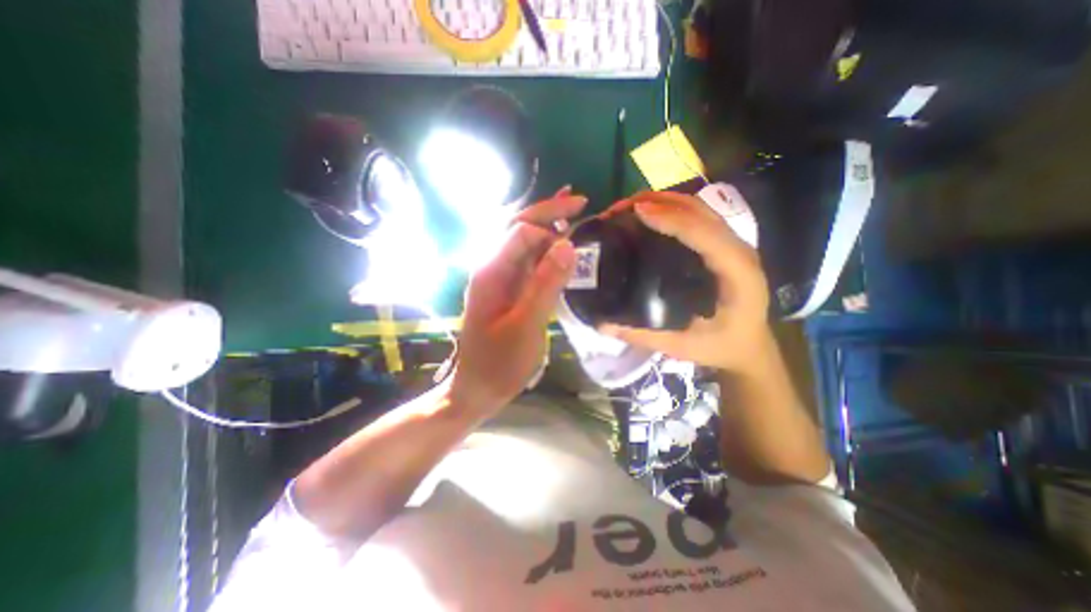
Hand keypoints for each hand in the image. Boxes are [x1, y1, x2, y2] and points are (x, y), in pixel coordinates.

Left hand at [449, 188, 592, 413]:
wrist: (477, 389)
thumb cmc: (499, 363)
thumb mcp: (525, 326)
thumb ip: (545, 285)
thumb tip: (568, 245)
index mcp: (490, 272)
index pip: (520, 232)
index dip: (549, 224)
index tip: (578, 225)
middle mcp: (491, 268)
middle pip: (517, 228)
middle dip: (547, 212)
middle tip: (579, 200)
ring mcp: (499, 279)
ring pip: (523, 242)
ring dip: (546, 225)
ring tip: (571, 210)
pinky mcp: (508, 291)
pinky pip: (527, 261)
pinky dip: (545, 248)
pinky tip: (559, 243)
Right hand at [600, 192, 770, 371]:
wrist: (750, 348)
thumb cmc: (722, 348)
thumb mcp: (682, 346)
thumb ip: (643, 336)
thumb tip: (602, 325)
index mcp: (736, 274)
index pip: (704, 234)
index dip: (671, 219)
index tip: (636, 212)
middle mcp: (738, 251)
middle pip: (700, 211)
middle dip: (660, 201)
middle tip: (621, 208)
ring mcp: (732, 244)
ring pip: (699, 208)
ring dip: (663, 200)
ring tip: (628, 206)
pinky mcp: (722, 245)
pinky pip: (697, 216)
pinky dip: (670, 208)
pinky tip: (648, 214)